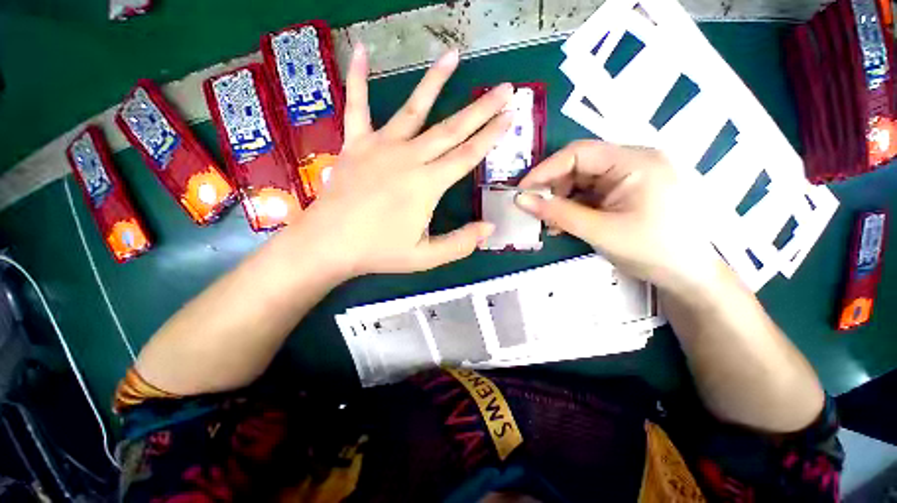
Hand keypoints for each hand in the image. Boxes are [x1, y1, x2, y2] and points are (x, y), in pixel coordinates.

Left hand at [291, 45, 512, 278]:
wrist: (327, 245)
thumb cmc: (378, 252)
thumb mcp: (425, 257)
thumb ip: (460, 244)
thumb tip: (490, 228)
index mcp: (427, 185)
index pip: (467, 156)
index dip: (490, 136)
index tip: (509, 116)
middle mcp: (408, 158)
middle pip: (451, 129)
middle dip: (481, 108)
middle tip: (504, 88)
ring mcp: (380, 146)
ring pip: (413, 108)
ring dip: (435, 81)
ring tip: (453, 55)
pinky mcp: (355, 144)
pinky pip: (357, 106)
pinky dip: (359, 78)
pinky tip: (363, 51)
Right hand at [516, 140, 721, 292]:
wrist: (690, 276)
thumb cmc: (651, 251)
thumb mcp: (599, 231)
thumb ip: (557, 213)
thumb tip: (520, 200)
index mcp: (635, 161)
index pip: (579, 153)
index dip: (545, 170)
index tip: (522, 192)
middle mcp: (634, 161)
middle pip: (580, 165)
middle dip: (554, 188)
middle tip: (537, 211)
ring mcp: (632, 176)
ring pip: (583, 180)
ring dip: (562, 200)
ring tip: (551, 223)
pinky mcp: (628, 191)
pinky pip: (593, 192)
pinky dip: (575, 206)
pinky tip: (566, 224)